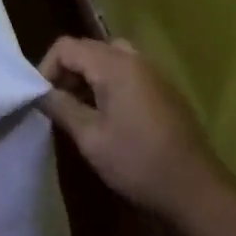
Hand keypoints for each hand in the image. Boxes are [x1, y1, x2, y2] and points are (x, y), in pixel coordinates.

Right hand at [37, 37, 219, 216]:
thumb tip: (39, 93)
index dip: (47, 68)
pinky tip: (107, 116)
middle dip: (67, 71)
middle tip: (57, 103)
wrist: (196, 189)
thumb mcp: (91, 138)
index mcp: (114, 66)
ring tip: (79, 108)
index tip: (41, 98)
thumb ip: (62, 108)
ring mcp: (153, 73)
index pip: (66, 46)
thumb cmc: (138, 162)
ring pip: (109, 58)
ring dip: (88, 76)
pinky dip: (109, 83)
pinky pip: (128, 71)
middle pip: (88, 48)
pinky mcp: (164, 89)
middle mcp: (135, 59)